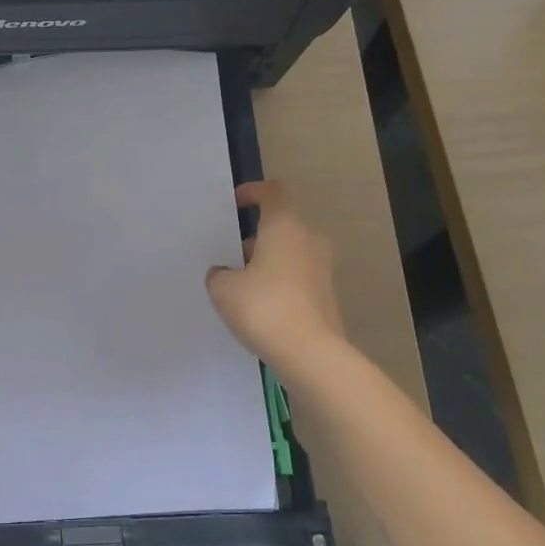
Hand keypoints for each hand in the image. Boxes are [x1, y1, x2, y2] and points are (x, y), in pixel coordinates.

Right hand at [205, 180, 348, 377]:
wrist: (311, 353)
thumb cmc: (264, 308)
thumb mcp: (223, 289)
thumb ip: (219, 274)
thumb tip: (225, 273)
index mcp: (285, 227)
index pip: (274, 192)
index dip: (253, 192)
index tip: (235, 204)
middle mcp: (308, 240)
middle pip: (281, 224)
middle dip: (255, 236)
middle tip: (229, 254)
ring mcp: (321, 268)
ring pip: (288, 252)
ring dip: (265, 261)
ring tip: (239, 284)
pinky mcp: (325, 294)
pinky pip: (296, 276)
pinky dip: (277, 282)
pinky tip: (257, 306)